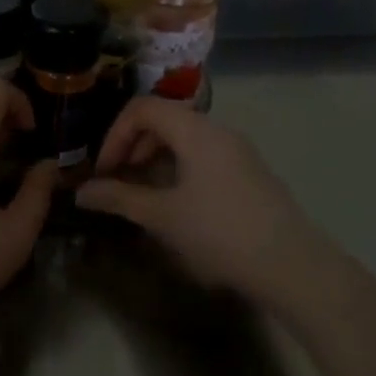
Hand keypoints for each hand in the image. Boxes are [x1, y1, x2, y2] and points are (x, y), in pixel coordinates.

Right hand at [76, 97, 345, 317]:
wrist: (294, 267)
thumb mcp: (162, 216)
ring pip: (184, 138)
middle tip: (119, 180)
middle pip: (163, 119)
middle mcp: (218, 131)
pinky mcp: (249, 172)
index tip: (105, 171)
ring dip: (154, 158)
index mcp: (195, 131)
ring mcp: (238, 151)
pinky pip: (203, 155)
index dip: (115, 134)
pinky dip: (178, 168)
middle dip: (132, 145)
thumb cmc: (221, 234)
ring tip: (142, 194)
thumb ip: (119, 198)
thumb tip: (81, 192)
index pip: (142, 108)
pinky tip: (175, 203)